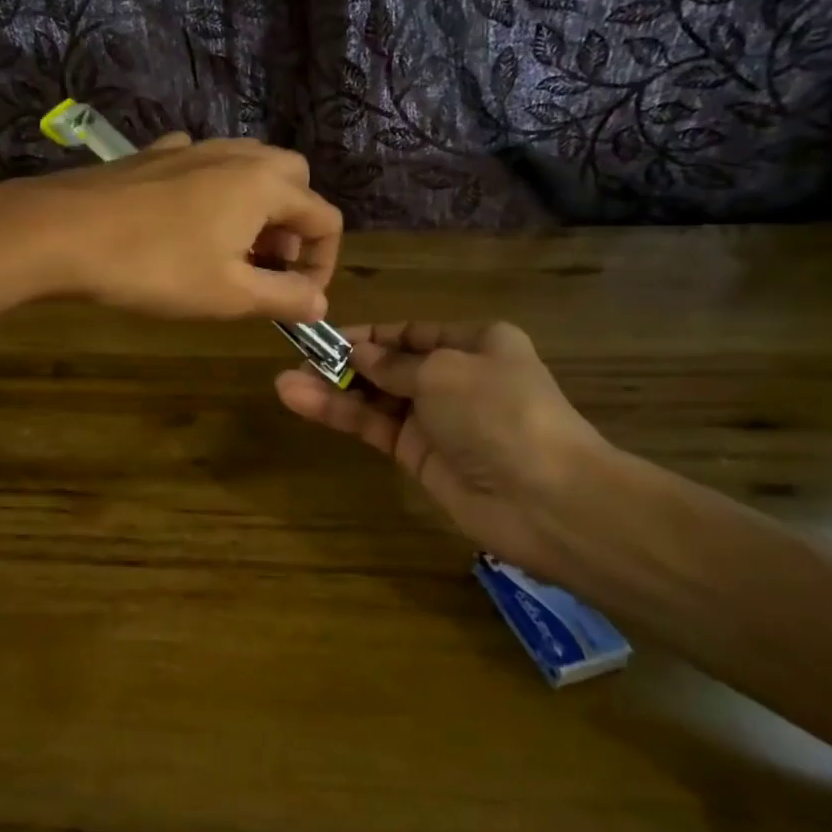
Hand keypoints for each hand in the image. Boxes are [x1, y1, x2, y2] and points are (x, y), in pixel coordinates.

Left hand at [0, 134, 343, 320]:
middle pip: (293, 180)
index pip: (325, 218)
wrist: (60, 232)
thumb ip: (284, 297)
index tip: (296, 299)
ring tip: (230, 251)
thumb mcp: (229, 295)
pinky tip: (186, 223)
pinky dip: (213, 192)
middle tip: (267, 266)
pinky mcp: (154, 155)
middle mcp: (237, 154)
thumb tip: (320, 302)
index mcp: (265, 184)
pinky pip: (203, 165)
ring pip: (248, 168)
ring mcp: (192, 148)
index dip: (322, 264)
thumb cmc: (155, 267)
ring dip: (256, 208)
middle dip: (294, 225)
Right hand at [275, 322, 611, 578]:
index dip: (368, 334)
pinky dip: (342, 415)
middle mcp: (455, 377)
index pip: (411, 333)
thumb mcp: (443, 371)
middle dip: (344, 362)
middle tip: (296, 361)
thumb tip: (359, 353)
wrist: (546, 498)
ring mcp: (436, 420)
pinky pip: (375, 428)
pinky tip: (304, 403)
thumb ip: (393, 364)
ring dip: (333, 389)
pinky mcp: (420, 457)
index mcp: (475, 343)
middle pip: (389, 365)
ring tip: (285, 384)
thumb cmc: (499, 412)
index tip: (324, 337)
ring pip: (375, 398)